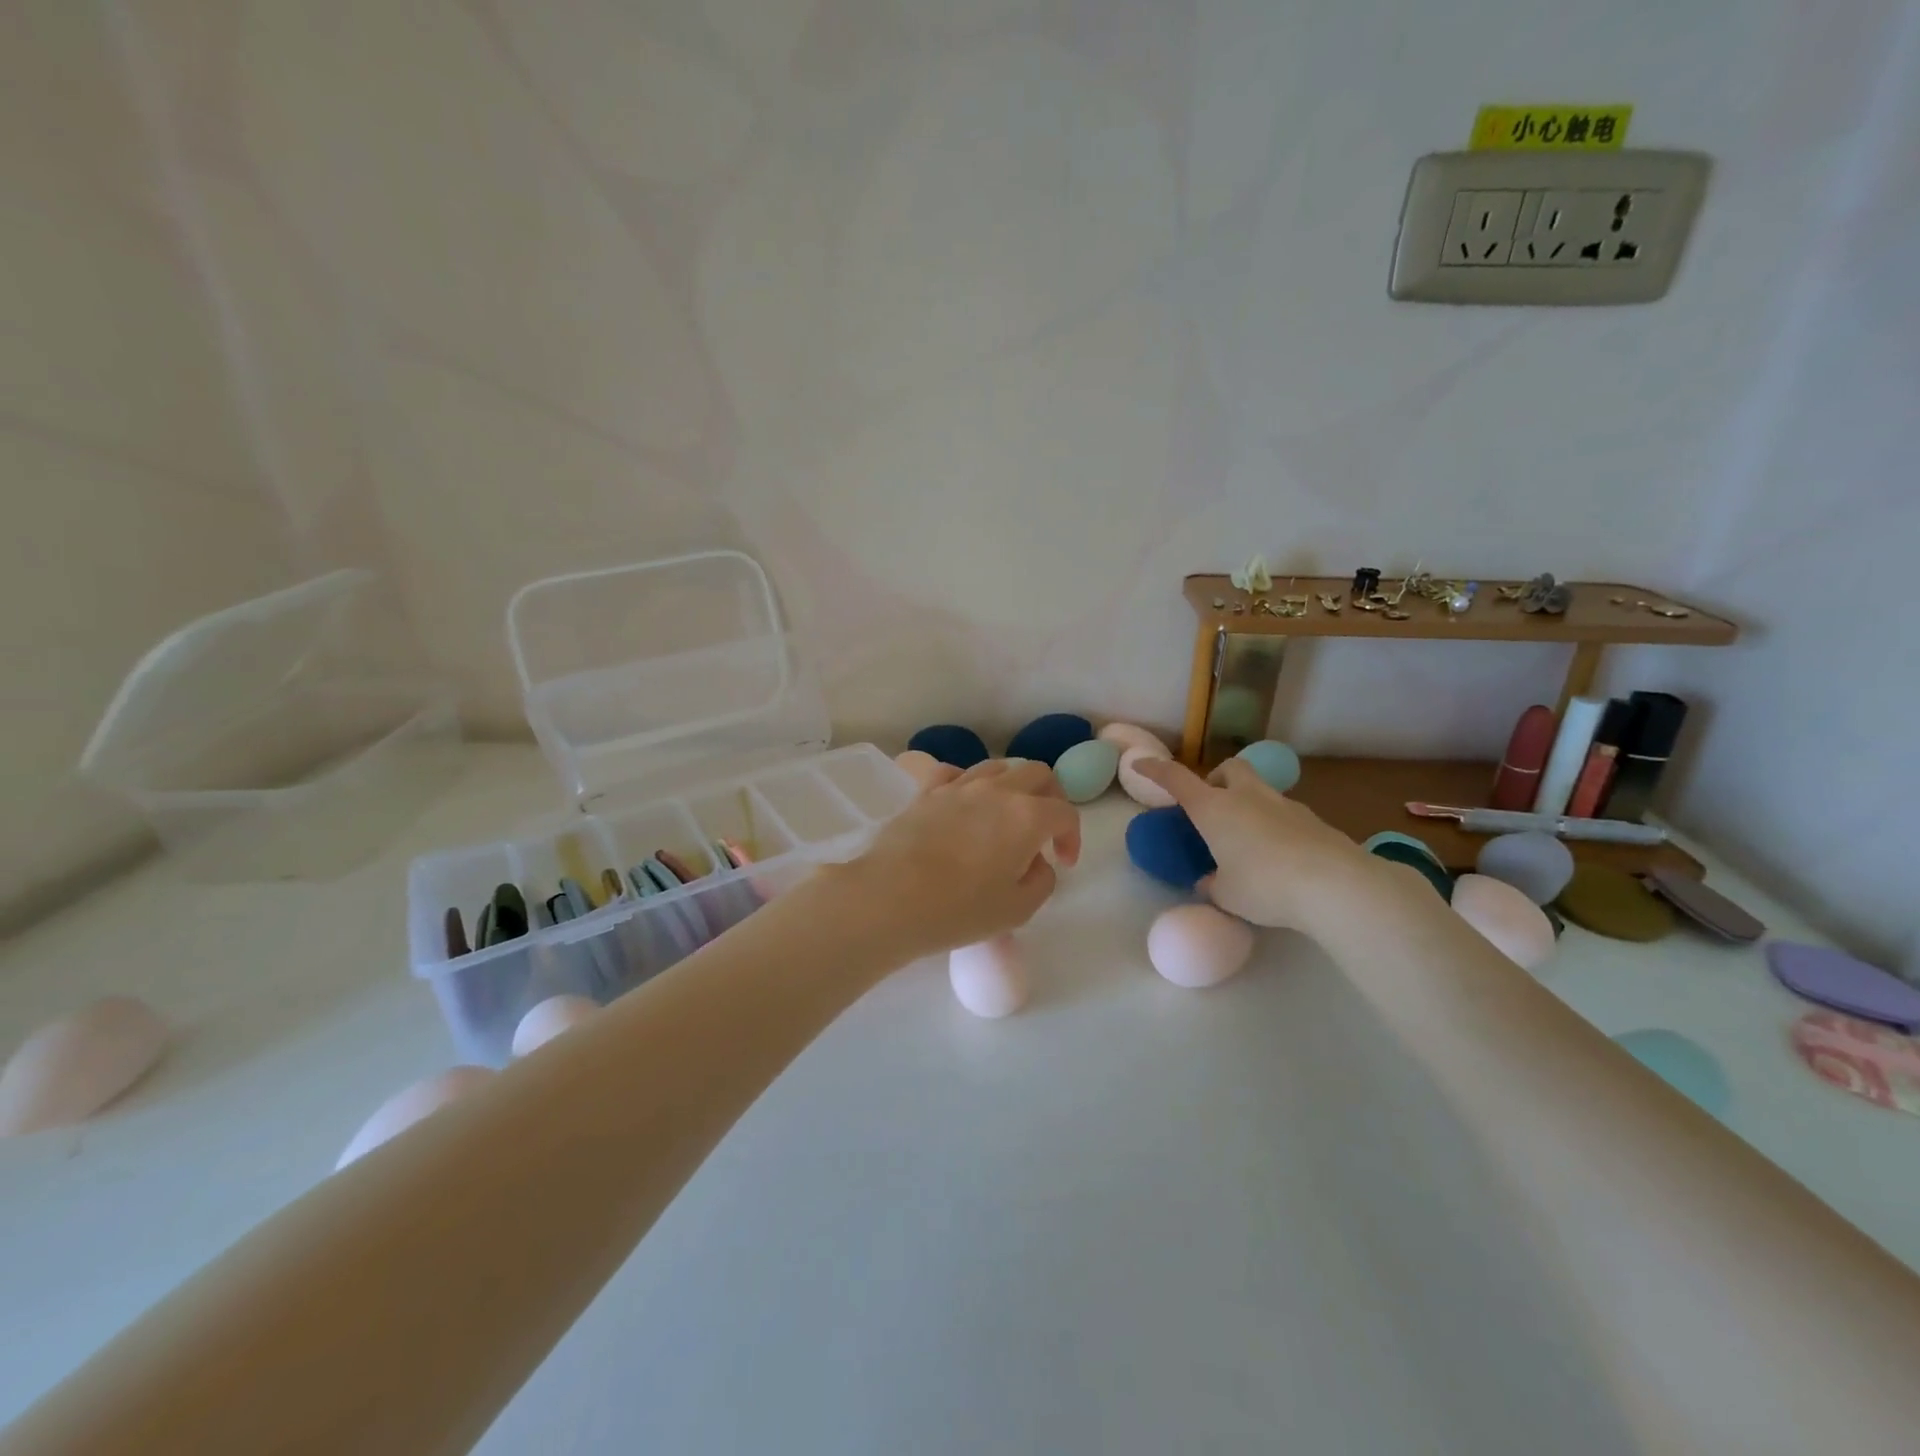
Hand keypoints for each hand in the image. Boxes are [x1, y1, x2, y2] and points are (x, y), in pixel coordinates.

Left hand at [841, 759, 1081, 959]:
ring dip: (1011, 787)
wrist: (891, 897)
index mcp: (1027, 816)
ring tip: (1004, 817)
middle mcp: (997, 790)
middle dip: (1050, 798)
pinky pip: (954, 773)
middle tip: (1043, 830)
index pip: (1065, 813)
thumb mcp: (1019, 909)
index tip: (1062, 863)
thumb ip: (1042, 881)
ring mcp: (959, 786)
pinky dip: (967, 783)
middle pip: (1037, 774)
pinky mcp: (926, 792)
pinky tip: (964, 804)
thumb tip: (1037, 863)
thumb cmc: (960, 909)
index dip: (1072, 837)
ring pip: (997, 767)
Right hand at [1130, 757, 1378, 930]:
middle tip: (1213, 806)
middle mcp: (1247, 797)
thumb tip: (1208, 881)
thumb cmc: (1264, 886)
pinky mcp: (1313, 820)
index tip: (1139, 765)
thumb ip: (1212, 884)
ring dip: (1247, 802)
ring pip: (1259, 788)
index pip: (1176, 779)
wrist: (1334, 885)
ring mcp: (1284, 804)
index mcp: (1215, 809)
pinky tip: (1278, 856)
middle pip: (1229, 768)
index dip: (1155, 770)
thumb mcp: (1226, 894)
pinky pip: (1284, 813)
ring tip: (1247, 838)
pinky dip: (1273, 824)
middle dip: (1216, 779)